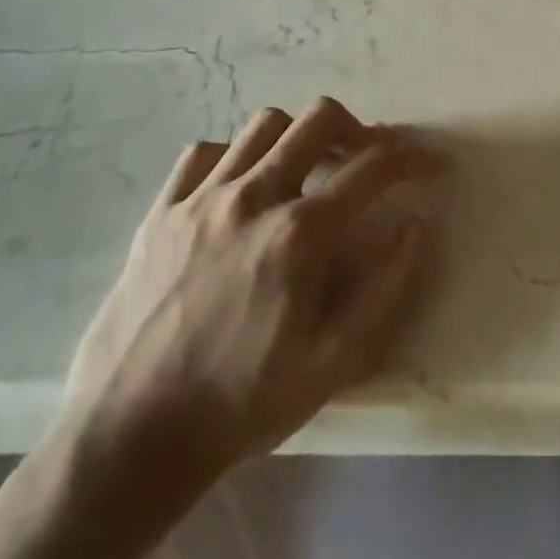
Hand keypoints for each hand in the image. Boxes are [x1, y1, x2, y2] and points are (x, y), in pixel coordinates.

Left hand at [58, 99, 438, 514]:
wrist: (130, 438)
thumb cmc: (243, 403)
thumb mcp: (335, 363)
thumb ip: (388, 288)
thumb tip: (418, 224)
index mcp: (300, 234)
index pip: (373, 168)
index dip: (412, 158)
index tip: (430, 164)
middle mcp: (253, 198)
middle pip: (319, 120)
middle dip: (358, 129)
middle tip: (366, 159)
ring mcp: (200, 199)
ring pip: (264, 125)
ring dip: (298, 137)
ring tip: (306, 170)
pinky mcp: (160, 212)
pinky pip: (204, 153)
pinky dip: (235, 156)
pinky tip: (241, 187)